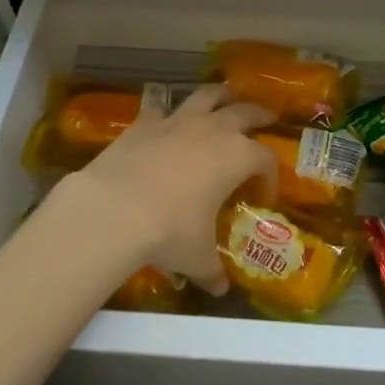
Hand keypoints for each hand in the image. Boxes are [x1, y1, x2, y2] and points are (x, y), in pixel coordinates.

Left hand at [61, 84, 274, 294]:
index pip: (265, 159)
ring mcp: (178, 120)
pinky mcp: (146, 121)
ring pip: (208, 95)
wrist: (115, 208)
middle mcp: (213, 130)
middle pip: (245, 112)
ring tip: (226, 98)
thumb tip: (219, 289)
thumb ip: (212, 270)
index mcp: (237, 157)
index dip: (270, 175)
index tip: (264, 193)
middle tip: (267, 119)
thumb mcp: (197, 257)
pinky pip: (160, 105)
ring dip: (221, 96)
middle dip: (259, 115)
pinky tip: (165, 112)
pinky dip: (166, 108)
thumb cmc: (169, 232)